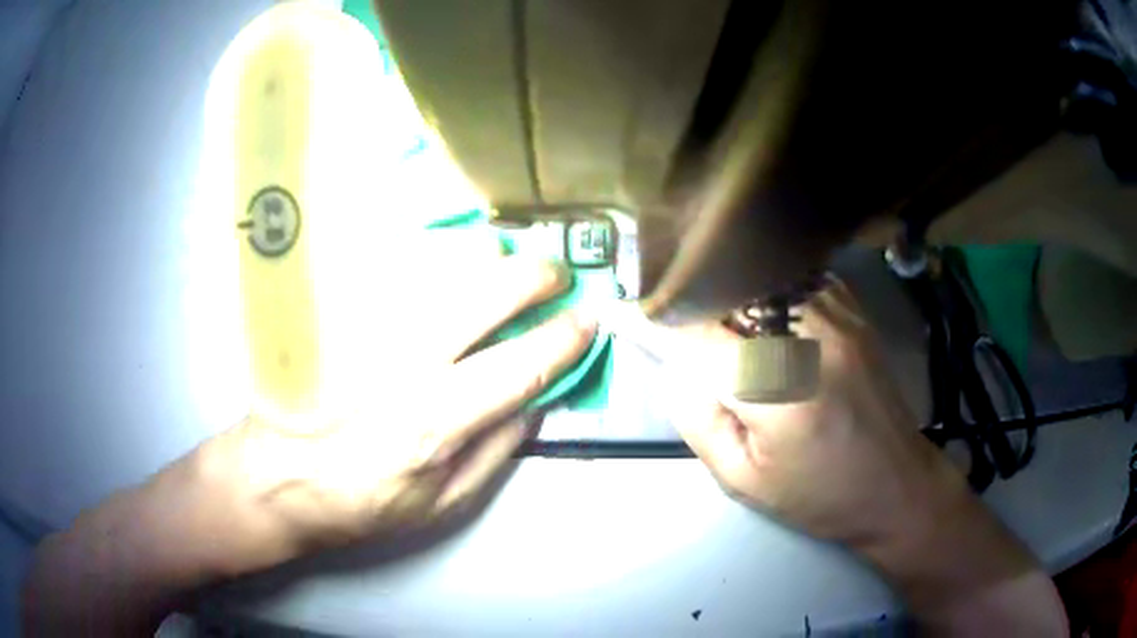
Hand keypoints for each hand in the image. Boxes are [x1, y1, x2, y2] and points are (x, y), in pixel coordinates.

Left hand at [207, 256, 595, 551]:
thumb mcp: (441, 504)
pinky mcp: (343, 320)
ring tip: (509, 263)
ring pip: (438, 272)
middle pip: (481, 296)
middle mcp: (405, 365)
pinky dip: (435, 264)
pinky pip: (397, 275)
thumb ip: (495, 451)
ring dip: (486, 261)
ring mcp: (369, 333)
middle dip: (531, 277)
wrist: (278, 479)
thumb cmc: (361, 504)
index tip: (590, 319)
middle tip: (555, 276)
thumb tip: (536, 402)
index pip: (519, 365)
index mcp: (436, 422)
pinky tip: (450, 267)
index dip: (563, 339)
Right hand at [640, 279, 1063, 631]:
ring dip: (726, 289)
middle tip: (663, 312)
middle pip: (728, 292)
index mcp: (777, 390)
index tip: (619, 310)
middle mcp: (808, 336)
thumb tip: (672, 367)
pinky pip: (794, 279)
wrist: (897, 486)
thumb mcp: (743, 480)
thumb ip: (698, 419)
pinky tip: (758, 307)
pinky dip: (765, 286)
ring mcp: (837, 314)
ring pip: (760, 277)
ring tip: (707, 309)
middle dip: (688, 299)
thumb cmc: (819, 496)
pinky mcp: (853, 310)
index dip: (654, 321)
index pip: (697, 335)